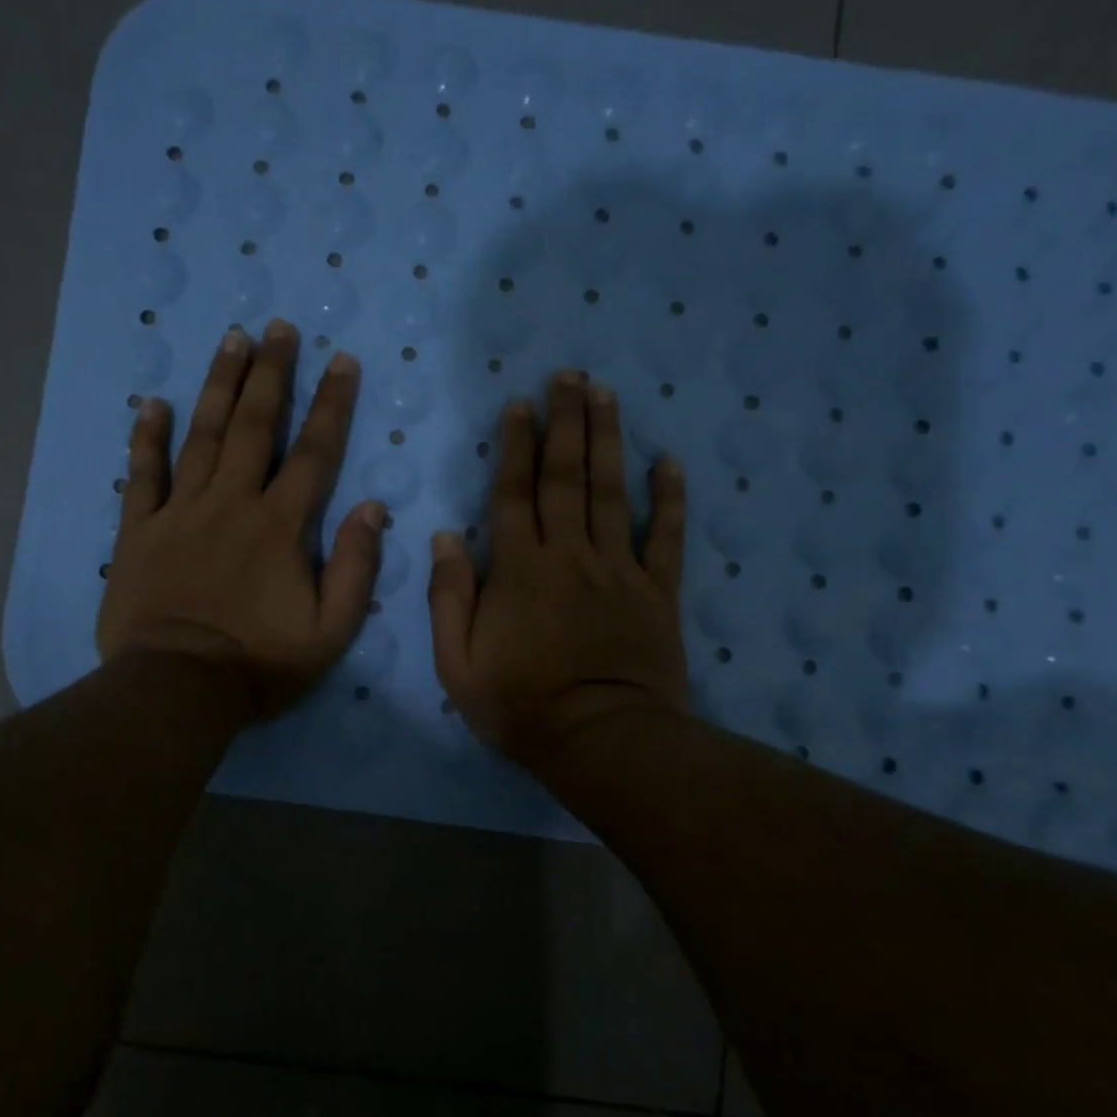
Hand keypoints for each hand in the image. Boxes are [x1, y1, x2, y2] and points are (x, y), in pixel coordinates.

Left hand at [96, 318, 384, 717]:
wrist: (177, 689)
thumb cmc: (260, 663)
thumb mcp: (331, 630)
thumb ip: (356, 567)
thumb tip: (373, 509)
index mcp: (280, 526)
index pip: (314, 452)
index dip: (331, 404)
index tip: (341, 360)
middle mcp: (231, 503)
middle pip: (254, 426)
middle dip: (270, 373)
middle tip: (278, 328)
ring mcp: (180, 512)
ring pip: (201, 436)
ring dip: (218, 385)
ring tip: (231, 340)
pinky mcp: (139, 531)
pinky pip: (142, 475)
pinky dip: (147, 438)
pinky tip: (153, 403)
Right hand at [428, 370, 688, 769]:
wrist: (600, 740)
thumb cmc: (521, 706)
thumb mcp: (457, 664)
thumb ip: (449, 597)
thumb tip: (445, 537)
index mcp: (519, 568)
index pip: (514, 493)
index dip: (515, 446)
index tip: (519, 404)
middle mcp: (570, 554)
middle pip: (566, 476)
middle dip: (565, 422)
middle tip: (568, 376)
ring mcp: (618, 569)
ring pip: (613, 492)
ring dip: (608, 439)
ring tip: (605, 394)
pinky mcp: (657, 591)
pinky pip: (667, 537)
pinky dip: (670, 499)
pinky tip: (669, 462)